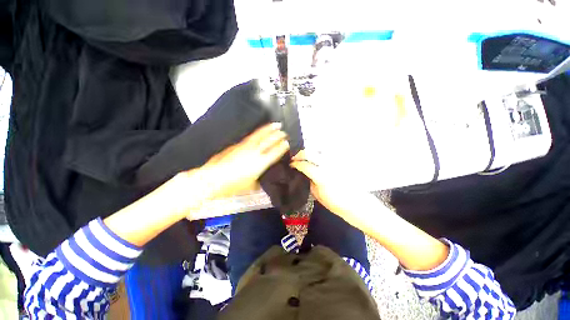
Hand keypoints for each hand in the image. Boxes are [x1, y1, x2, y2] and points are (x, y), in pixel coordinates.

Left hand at [194, 123, 289, 199]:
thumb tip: (259, 181)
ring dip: (269, 129)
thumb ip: (257, 181)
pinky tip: (259, 131)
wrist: (214, 178)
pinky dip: (257, 132)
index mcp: (261, 163)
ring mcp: (246, 147)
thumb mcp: (250, 185)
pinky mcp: (238, 145)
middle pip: (269, 141)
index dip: (282, 147)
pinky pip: (251, 137)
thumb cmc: (233, 184)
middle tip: (284, 131)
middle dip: (278, 135)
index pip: (275, 152)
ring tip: (275, 124)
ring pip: (260, 135)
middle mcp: (255, 152)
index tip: (287, 143)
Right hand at [290, 150, 381, 231]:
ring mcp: (334, 162)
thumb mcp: (318, 195)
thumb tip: (305, 173)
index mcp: (320, 176)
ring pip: (318, 150)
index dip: (295, 163)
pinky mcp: (339, 162)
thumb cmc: (336, 203)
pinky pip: (326, 154)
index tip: (291, 164)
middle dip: (300, 154)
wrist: (356, 203)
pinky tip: (315, 159)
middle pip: (310, 153)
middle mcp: (327, 165)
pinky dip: (318, 154)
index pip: (304, 165)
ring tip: (304, 157)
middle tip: (295, 158)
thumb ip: (310, 181)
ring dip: (309, 152)